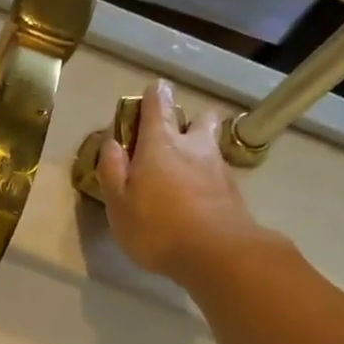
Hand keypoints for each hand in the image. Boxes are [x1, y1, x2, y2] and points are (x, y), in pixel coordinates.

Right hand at [96, 81, 270, 285]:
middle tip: (172, 135)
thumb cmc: (156, 227)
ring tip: (186, 165)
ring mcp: (217, 166)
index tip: (153, 90)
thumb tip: (111, 142)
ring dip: (199, 145)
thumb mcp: (118, 203)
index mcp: (159, 144)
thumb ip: (112, 170)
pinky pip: (217, 169)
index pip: (157, 106)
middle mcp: (192, 146)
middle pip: (196, 119)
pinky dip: (207, 173)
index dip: (154, 96)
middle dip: (185, 119)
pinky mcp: (232, 189)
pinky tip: (197, 192)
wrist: (217, 253)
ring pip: (210, 143)